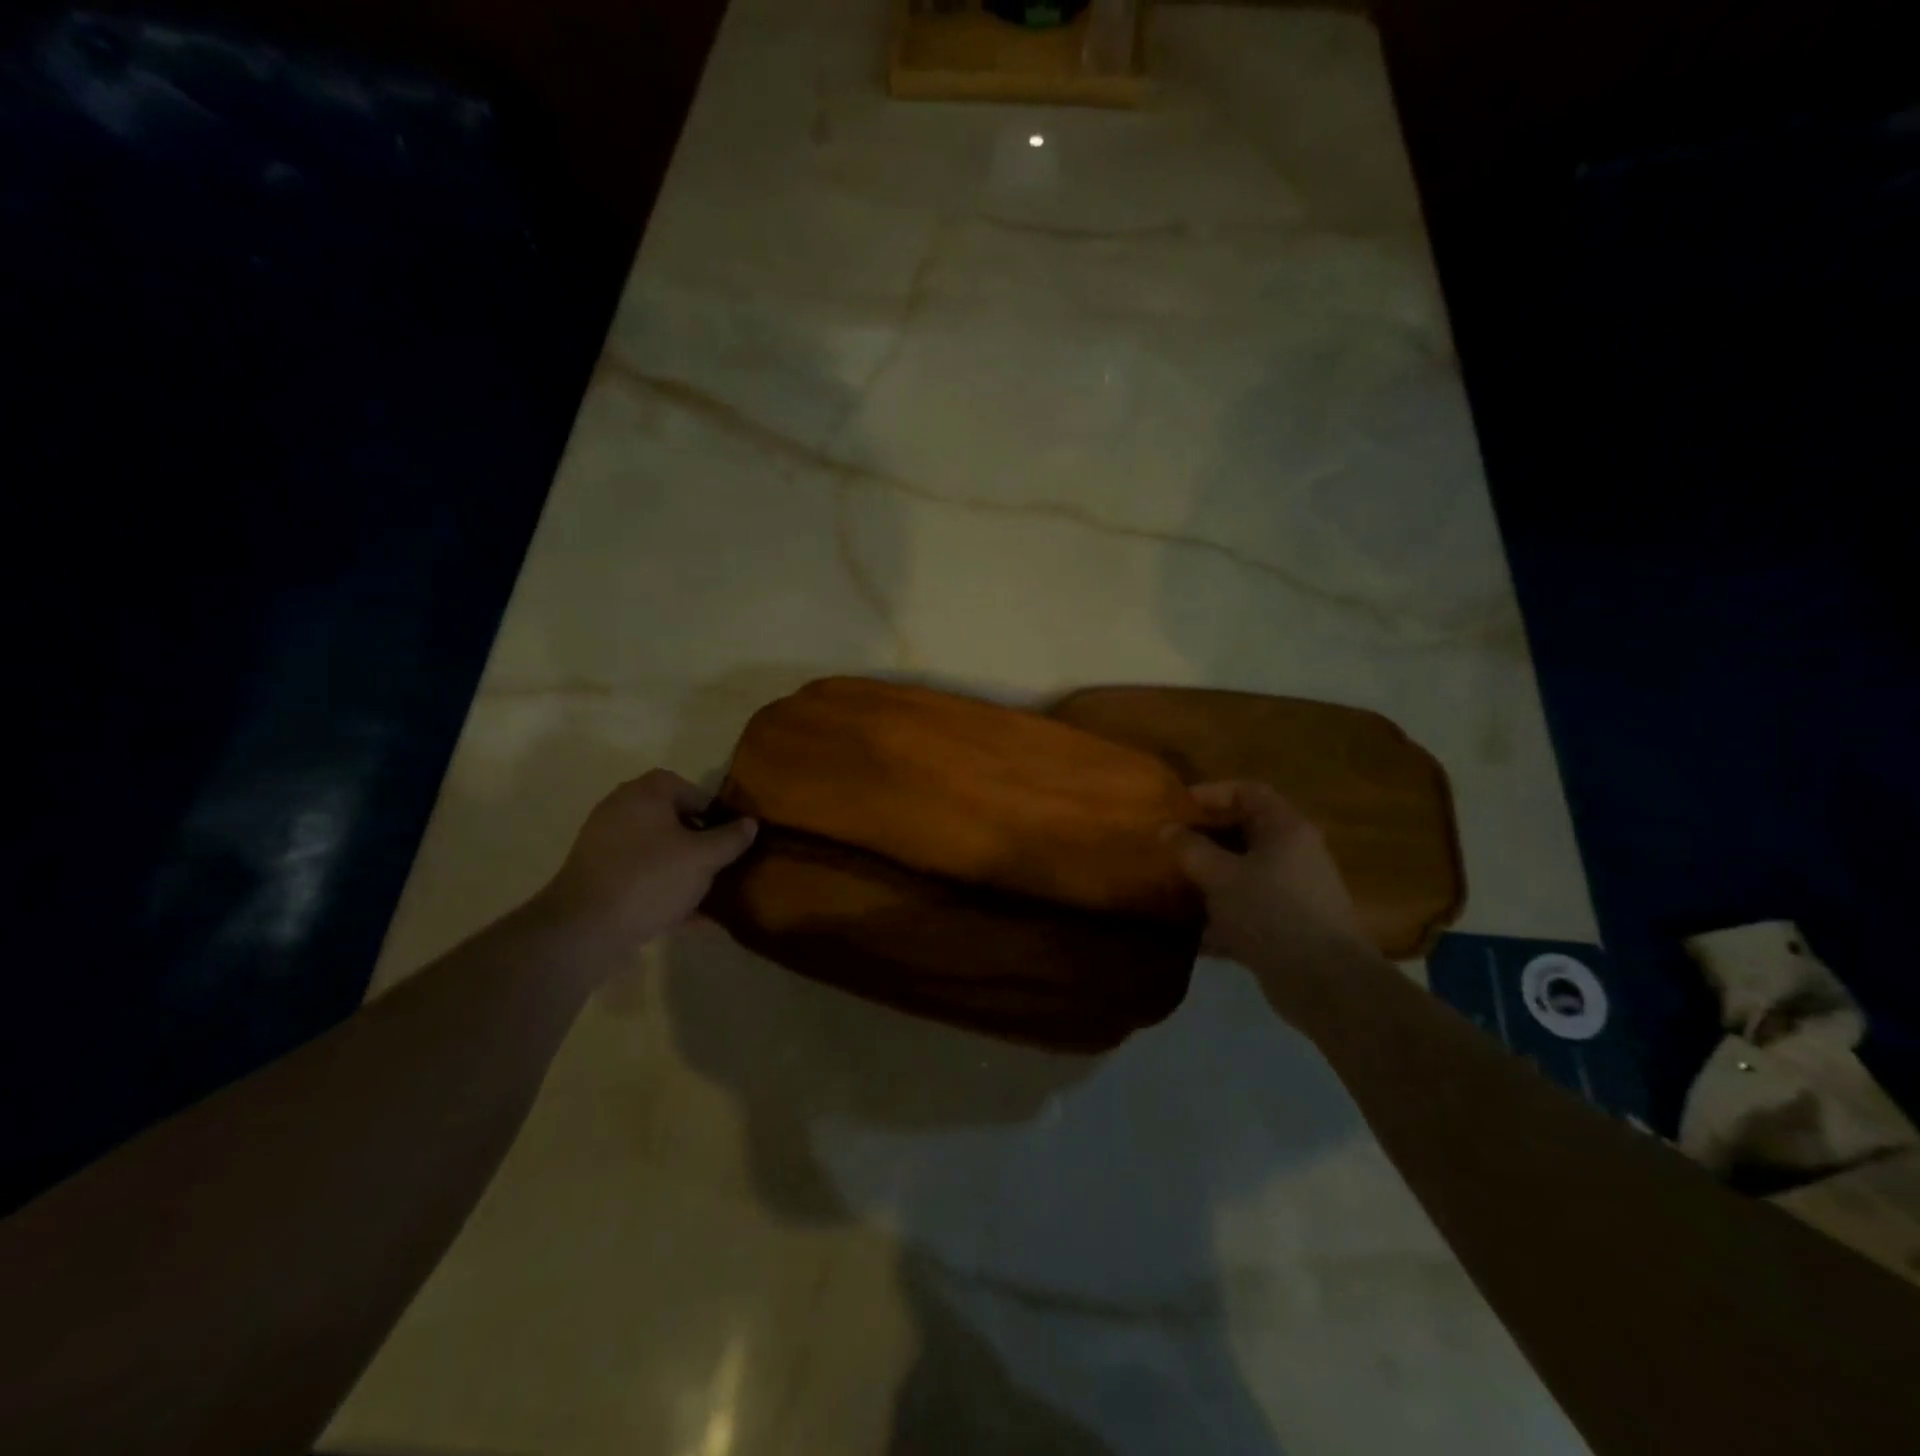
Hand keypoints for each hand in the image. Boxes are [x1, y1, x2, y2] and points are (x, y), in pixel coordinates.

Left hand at [534, 770, 756, 951]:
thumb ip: (731, 838)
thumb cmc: (650, 879)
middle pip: (672, 819)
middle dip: (699, 841)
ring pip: (657, 850)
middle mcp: (620, 810)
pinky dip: (662, 888)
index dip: (713, 810)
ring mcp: (604, 844)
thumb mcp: (703, 858)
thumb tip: (750, 823)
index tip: (730, 836)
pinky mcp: (597, 876)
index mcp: (644, 794)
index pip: (688, 788)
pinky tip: (687, 916)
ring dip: (683, 867)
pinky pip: (640, 875)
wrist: (584, 930)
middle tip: (721, 863)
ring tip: (708, 891)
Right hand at [1165, 781, 1369, 975]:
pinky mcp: (1287, 926)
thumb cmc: (1272, 912)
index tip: (1176, 807)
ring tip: (1172, 884)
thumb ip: (1190, 849)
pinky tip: (1189, 930)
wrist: (1325, 982)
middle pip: (1244, 831)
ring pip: (1242, 872)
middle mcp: (1293, 853)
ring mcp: (1292, 891)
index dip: (1210, 793)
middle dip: (1204, 837)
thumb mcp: (1221, 875)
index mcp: (1285, 828)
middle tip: (1168, 845)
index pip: (1247, 791)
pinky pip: (1246, 908)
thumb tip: (1167, 830)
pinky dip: (1219, 914)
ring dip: (1208, 877)